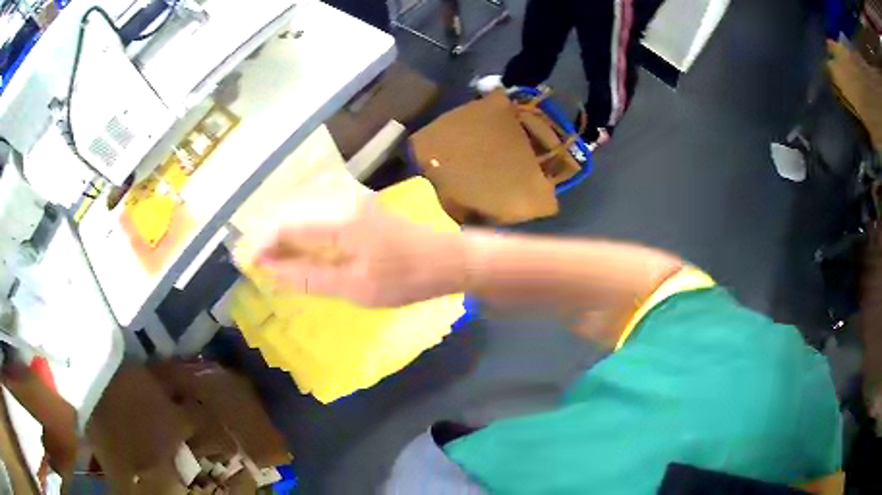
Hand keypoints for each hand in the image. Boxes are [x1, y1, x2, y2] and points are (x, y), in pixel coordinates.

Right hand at [247, 200, 466, 306]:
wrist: (449, 261)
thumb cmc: (404, 278)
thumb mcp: (354, 287)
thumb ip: (309, 277)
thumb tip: (271, 270)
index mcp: (339, 222)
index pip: (289, 230)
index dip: (265, 245)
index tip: (247, 260)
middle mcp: (344, 204)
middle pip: (297, 218)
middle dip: (273, 240)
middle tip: (258, 262)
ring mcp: (357, 204)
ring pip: (310, 217)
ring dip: (291, 238)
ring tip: (275, 260)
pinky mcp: (365, 210)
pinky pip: (326, 220)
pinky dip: (310, 236)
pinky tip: (305, 251)